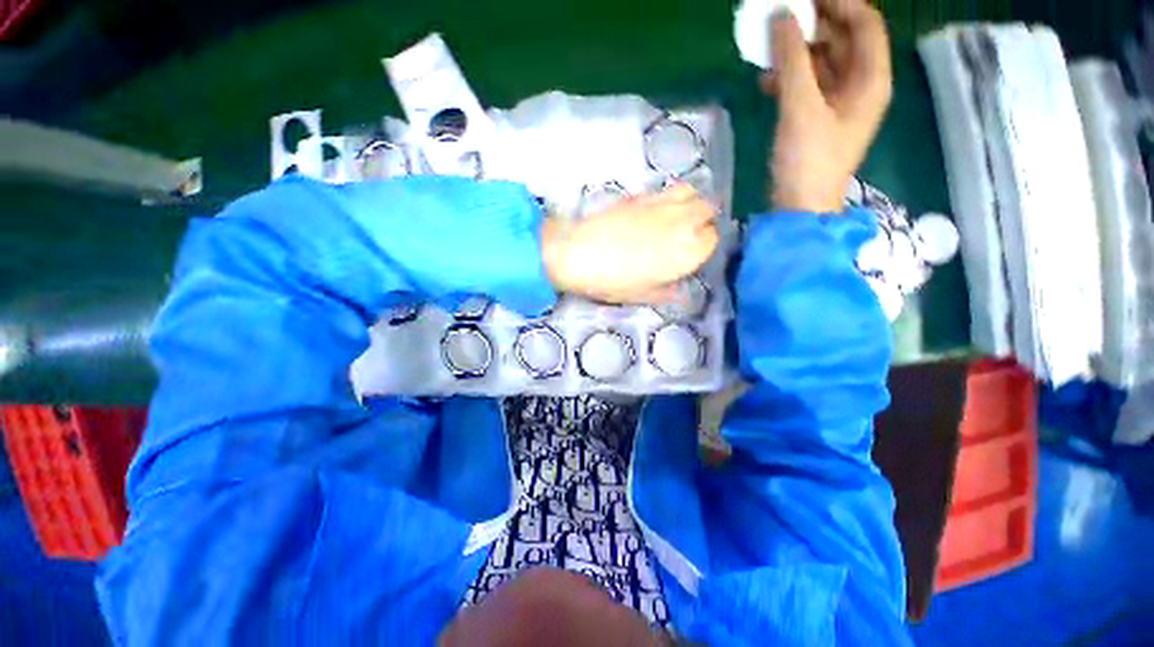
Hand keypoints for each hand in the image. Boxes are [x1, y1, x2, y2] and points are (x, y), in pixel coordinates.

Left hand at [541, 184, 717, 303]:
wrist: (580, 254)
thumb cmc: (613, 281)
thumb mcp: (643, 295)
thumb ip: (667, 292)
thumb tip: (681, 294)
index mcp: (687, 252)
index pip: (712, 238)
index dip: (703, 244)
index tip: (691, 252)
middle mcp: (682, 222)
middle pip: (707, 209)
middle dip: (702, 219)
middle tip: (687, 233)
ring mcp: (662, 204)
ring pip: (691, 192)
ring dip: (690, 202)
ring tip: (676, 216)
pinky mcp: (642, 194)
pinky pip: (667, 189)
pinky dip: (669, 197)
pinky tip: (655, 210)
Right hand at [763, 0, 892, 212]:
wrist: (799, 207)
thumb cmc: (807, 160)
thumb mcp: (800, 108)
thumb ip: (792, 60)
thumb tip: (781, 16)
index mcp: (870, 79)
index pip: (865, 24)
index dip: (840, 3)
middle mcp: (860, 86)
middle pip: (844, 40)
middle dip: (815, 24)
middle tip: (783, 14)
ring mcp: (838, 104)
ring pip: (823, 63)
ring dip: (797, 52)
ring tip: (769, 45)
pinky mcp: (818, 120)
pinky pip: (807, 86)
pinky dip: (789, 78)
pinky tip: (766, 80)